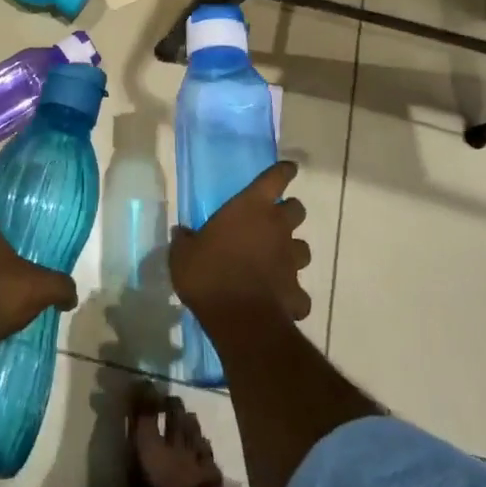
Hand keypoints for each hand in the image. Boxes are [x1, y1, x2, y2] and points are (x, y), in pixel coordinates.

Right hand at [169, 161, 310, 329]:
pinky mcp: (297, 292)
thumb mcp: (183, 255)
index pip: (276, 178)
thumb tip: (182, 233)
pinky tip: (279, 299)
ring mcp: (291, 260)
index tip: (289, 168)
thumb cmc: (209, 274)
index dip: (284, 171)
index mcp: (252, 208)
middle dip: (289, 213)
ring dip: (292, 251)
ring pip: (303, 248)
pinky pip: (299, 291)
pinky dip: (292, 293)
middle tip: (273, 221)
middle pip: (298, 209)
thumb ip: (185, 240)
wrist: (239, 318)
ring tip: (277, 261)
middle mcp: (277, 228)